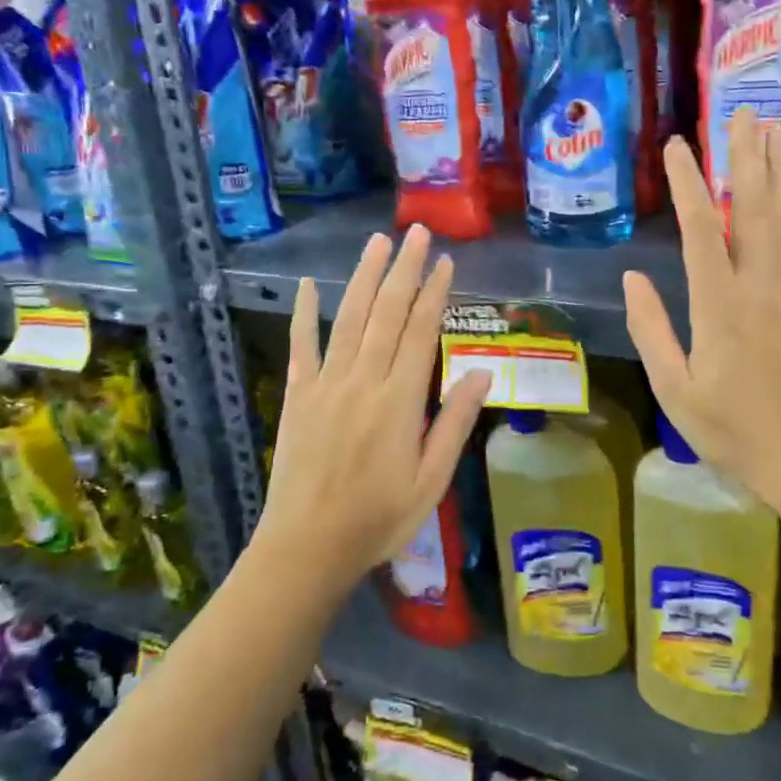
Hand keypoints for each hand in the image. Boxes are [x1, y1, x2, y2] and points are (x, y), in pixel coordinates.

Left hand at [254, 225, 490, 591]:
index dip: (435, 293)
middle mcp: (363, 381)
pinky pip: (302, 346)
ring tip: (378, 242)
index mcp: (400, 400)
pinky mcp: (297, 396)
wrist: (307, 548)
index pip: (420, 332)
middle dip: (405, 270)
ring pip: (349, 319)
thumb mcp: (431, 481)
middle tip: (417, 232)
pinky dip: (306, 313)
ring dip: (365, 277)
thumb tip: (482, 371)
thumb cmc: (378, 519)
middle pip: (387, 313)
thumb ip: (454, 422)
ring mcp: (326, 384)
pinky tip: (311, 285)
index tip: (446, 261)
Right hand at [622, 110, 780, 503]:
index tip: (678, 147)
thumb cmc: (731, 429)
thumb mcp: (674, 389)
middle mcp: (761, 286)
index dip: (688, 183)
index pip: (703, 229)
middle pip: (755, 208)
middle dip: (746, 157)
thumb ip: (652, 330)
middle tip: (743, 113)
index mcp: (719, 305)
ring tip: (777, 130)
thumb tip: (635, 277)